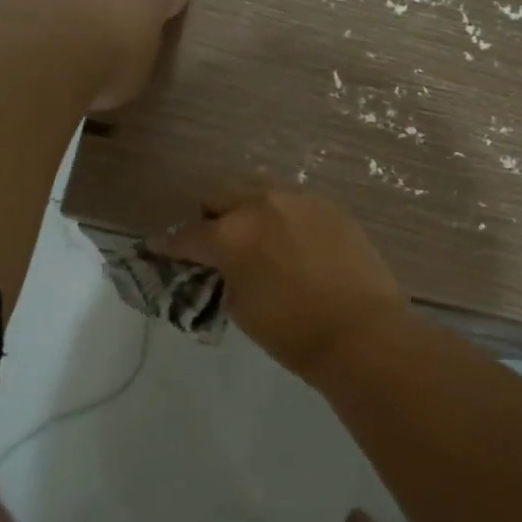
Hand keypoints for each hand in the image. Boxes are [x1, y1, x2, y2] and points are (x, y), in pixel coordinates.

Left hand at [32, 0, 186, 110]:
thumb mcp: (140, 70)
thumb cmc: (112, 64)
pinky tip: (56, 30)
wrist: (50, 48)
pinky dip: (62, 7)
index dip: (168, 6)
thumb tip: (134, 46)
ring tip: (87, 26)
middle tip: (124, 18)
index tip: (166, 17)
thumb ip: (141, 51)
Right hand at [158, 183, 409, 384]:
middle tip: (212, 242)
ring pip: (257, 188)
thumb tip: (217, 265)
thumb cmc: (293, 332)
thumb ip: (220, 275)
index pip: (186, 235)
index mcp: (231, 234)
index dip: (168, 246)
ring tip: (252, 233)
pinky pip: (292, 200)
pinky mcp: (329, 205)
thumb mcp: (239, 307)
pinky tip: (288, 238)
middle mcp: (260, 204)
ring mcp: (298, 200)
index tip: (159, 250)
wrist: (362, 332)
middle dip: (209, 217)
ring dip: (245, 207)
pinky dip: (280, 214)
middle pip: (219, 195)